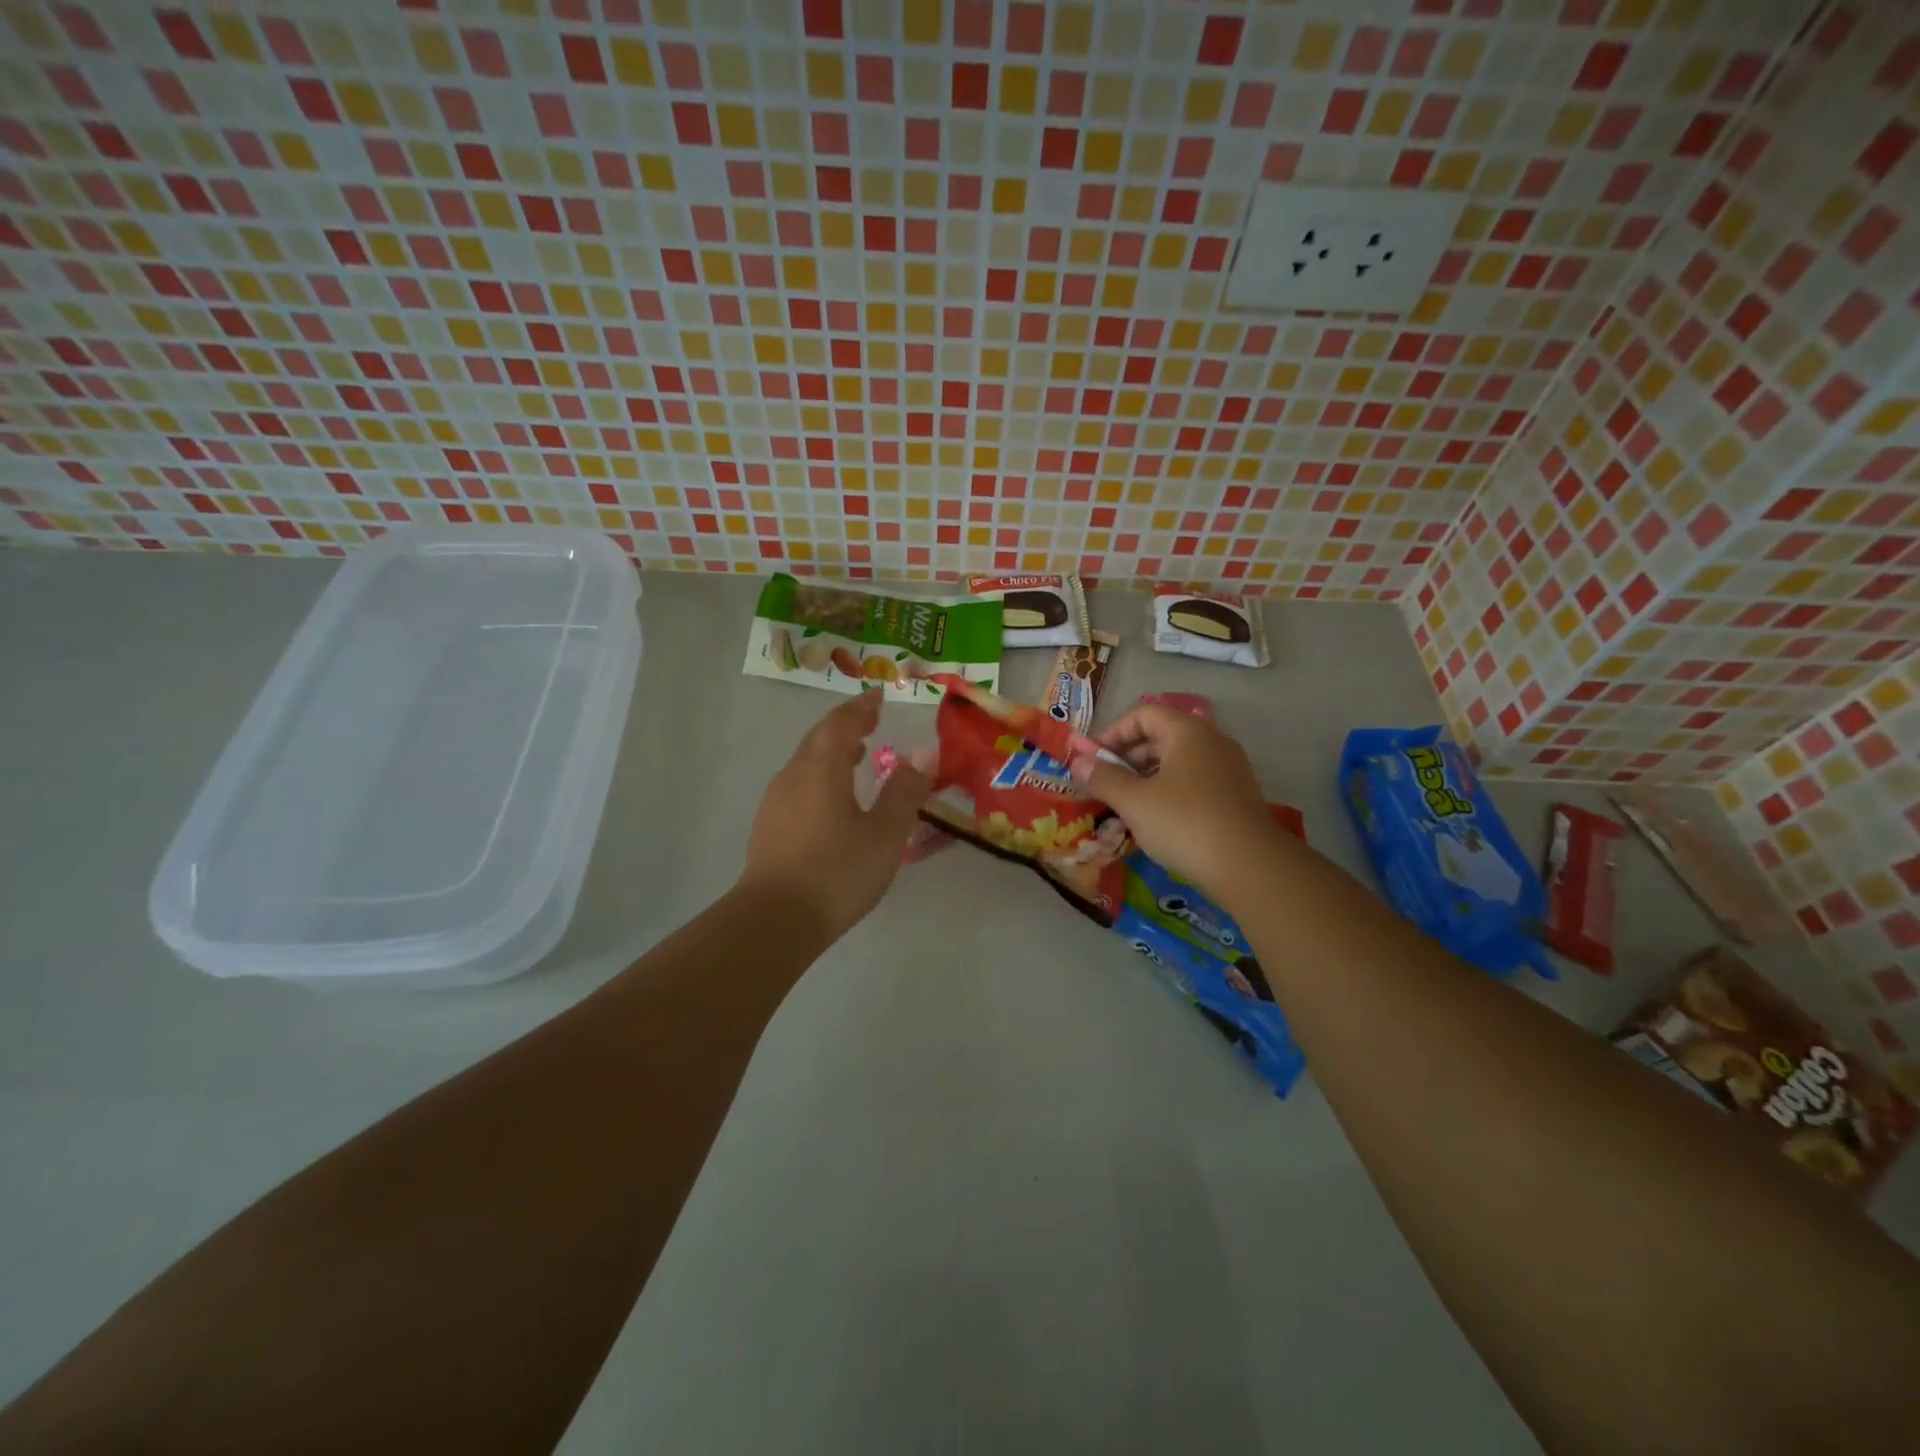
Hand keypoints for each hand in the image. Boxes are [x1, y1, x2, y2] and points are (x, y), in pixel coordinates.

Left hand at [738, 691, 932, 940]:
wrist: (774, 921)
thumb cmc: (836, 872)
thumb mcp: (885, 833)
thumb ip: (904, 791)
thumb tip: (922, 754)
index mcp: (821, 768)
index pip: (841, 723)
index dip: (861, 708)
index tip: (877, 697)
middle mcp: (794, 776)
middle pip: (819, 738)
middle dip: (845, 725)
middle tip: (869, 720)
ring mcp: (776, 802)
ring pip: (806, 763)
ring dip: (831, 752)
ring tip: (856, 756)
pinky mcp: (769, 827)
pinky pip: (799, 785)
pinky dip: (820, 776)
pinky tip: (833, 799)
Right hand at [1070, 705, 1279, 901]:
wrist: (1249, 866)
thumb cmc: (1184, 823)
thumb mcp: (1134, 801)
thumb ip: (1102, 778)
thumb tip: (1077, 762)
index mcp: (1188, 732)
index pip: (1143, 714)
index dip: (1113, 733)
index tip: (1093, 760)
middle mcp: (1212, 741)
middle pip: (1161, 735)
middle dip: (1128, 757)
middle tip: (1105, 784)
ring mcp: (1229, 768)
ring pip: (1178, 761)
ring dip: (1146, 777)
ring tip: (1126, 805)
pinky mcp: (1236, 795)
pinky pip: (1194, 781)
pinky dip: (1169, 791)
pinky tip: (1157, 820)